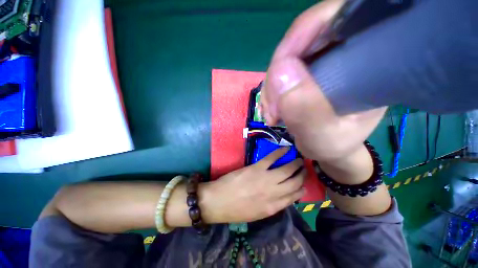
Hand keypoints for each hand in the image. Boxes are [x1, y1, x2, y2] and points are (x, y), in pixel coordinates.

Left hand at [202, 147, 305, 222]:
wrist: (218, 201)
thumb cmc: (235, 210)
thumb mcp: (256, 214)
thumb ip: (270, 206)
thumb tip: (281, 196)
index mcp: (272, 207)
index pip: (293, 198)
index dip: (301, 190)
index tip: (304, 185)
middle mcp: (273, 193)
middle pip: (294, 183)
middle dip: (302, 175)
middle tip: (305, 169)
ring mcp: (265, 179)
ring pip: (286, 170)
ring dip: (295, 164)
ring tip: (300, 160)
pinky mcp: (256, 168)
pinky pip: (271, 158)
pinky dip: (280, 153)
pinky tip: (286, 149)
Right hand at [261, 0, 385, 163]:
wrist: (330, 148)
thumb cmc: (335, 145)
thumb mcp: (322, 136)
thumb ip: (305, 110)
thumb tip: (280, 73)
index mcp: (369, 59)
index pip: (337, 18)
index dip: (301, 35)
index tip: (278, 72)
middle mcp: (346, 51)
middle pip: (302, 39)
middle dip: (278, 74)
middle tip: (273, 108)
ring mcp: (323, 61)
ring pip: (286, 58)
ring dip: (272, 87)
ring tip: (272, 114)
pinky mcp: (307, 72)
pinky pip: (281, 73)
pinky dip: (271, 91)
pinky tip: (271, 110)